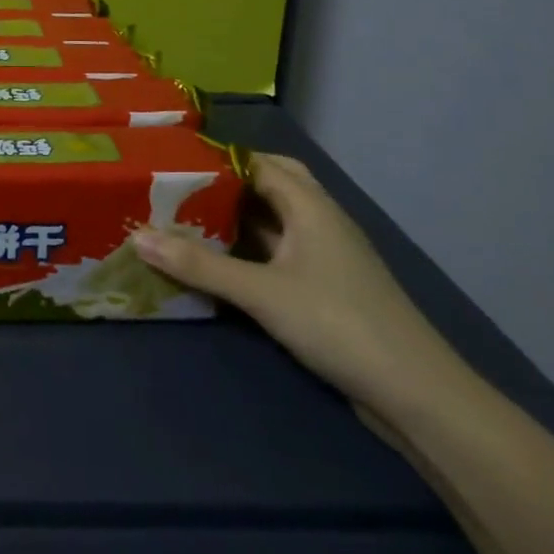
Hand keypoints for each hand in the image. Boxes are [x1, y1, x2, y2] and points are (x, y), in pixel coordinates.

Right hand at [133, 153, 471, 423]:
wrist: (416, 395)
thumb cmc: (338, 324)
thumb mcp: (261, 293)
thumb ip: (198, 265)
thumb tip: (138, 236)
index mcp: (310, 205)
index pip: (257, 162)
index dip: (217, 158)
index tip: (172, 158)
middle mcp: (320, 219)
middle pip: (272, 183)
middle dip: (229, 182)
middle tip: (182, 186)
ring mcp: (327, 254)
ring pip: (276, 218)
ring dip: (239, 215)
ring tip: (190, 216)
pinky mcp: (327, 285)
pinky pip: (281, 250)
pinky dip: (251, 246)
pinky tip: (223, 259)